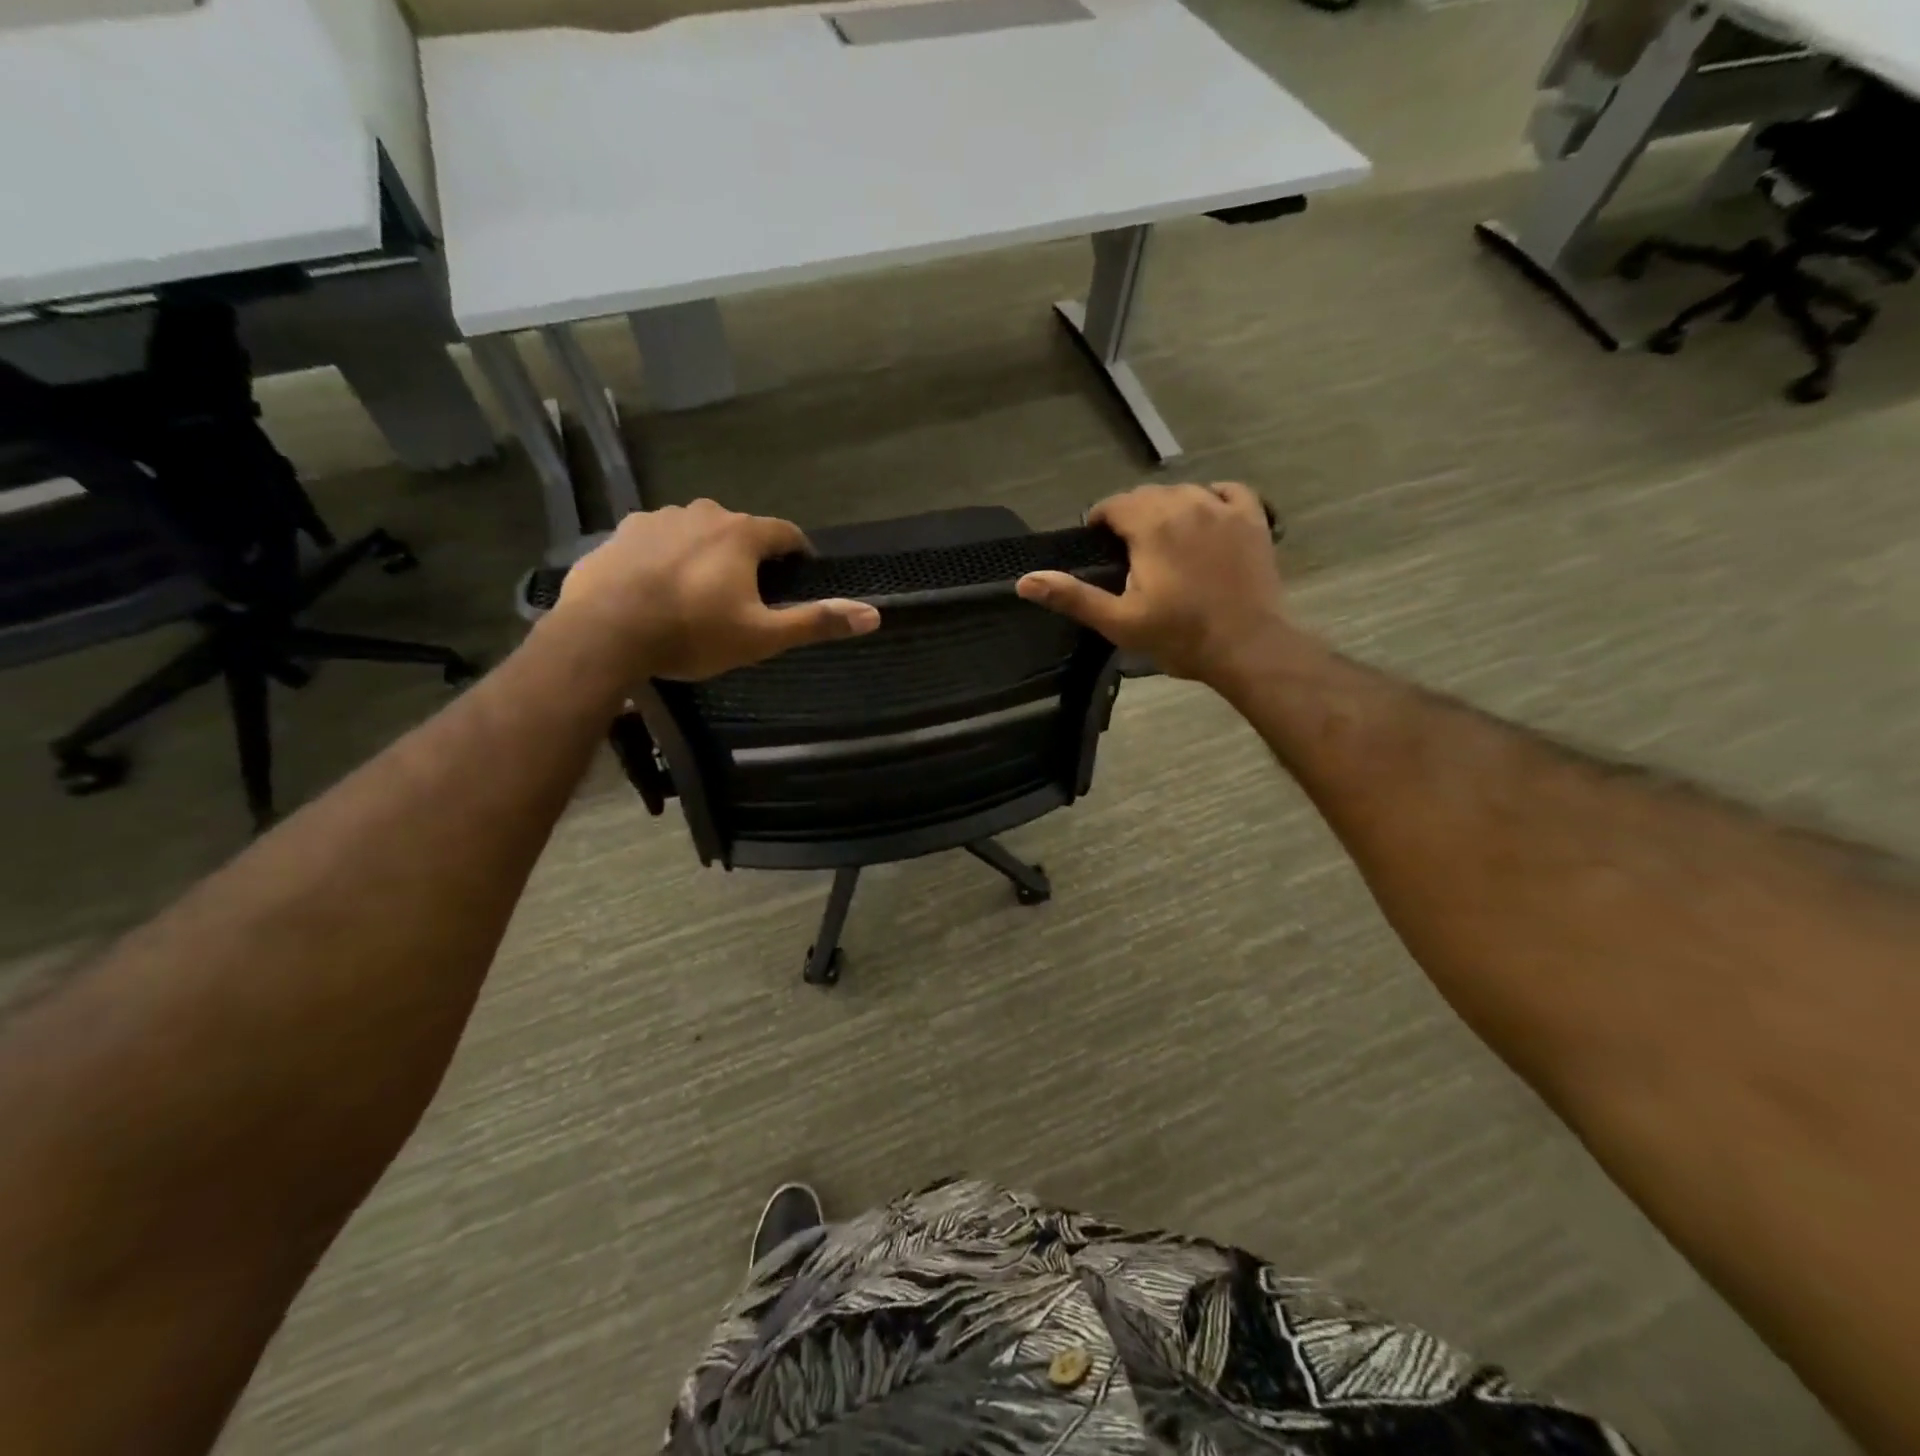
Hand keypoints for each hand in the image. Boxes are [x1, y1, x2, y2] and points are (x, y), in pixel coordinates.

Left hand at [549, 501, 879, 680]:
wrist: (604, 633)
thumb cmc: (692, 633)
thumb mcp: (762, 636)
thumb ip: (816, 622)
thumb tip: (874, 614)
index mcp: (741, 534)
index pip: (785, 532)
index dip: (798, 552)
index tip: (800, 572)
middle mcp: (702, 513)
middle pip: (739, 530)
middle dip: (749, 555)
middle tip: (748, 594)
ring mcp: (657, 519)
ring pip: (695, 532)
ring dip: (706, 554)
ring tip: (700, 593)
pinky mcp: (621, 533)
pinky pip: (656, 541)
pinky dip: (666, 558)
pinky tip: (658, 588)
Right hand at [1016, 483, 1295, 684]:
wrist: (1247, 646)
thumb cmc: (1180, 637)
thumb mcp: (1119, 622)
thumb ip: (1072, 597)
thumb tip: (1024, 580)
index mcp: (1151, 525)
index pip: (1115, 504)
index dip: (1100, 521)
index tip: (1098, 544)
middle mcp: (1187, 504)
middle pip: (1148, 495)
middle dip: (1131, 516)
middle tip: (1127, 551)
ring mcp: (1224, 508)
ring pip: (1185, 492)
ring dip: (1167, 508)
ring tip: (1163, 539)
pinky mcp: (1253, 519)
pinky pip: (1228, 491)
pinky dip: (1211, 498)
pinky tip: (1206, 517)